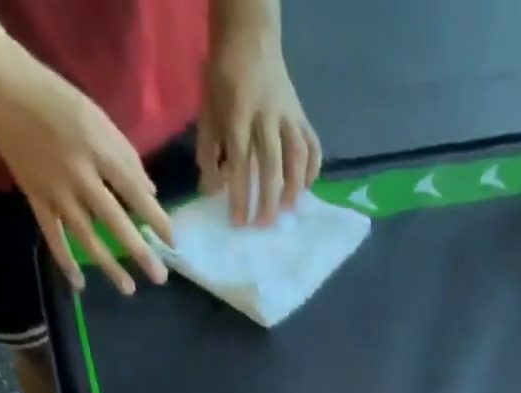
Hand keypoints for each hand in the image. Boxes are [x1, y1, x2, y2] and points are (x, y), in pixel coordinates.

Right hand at [0, 50, 173, 294]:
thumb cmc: (55, 98)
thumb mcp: (96, 116)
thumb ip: (125, 155)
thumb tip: (150, 194)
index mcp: (97, 149)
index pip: (134, 191)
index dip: (156, 219)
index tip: (172, 242)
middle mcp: (78, 173)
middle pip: (114, 220)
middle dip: (138, 251)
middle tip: (159, 278)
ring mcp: (54, 189)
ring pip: (85, 235)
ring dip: (108, 264)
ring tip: (128, 288)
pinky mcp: (34, 195)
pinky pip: (51, 234)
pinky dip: (64, 260)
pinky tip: (78, 283)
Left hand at [197, 30, 320, 225]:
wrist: (249, 38)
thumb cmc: (224, 80)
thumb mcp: (208, 112)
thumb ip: (209, 152)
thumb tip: (213, 191)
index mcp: (238, 114)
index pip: (240, 163)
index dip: (240, 196)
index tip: (239, 223)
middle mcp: (266, 116)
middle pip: (271, 164)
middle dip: (268, 200)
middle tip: (264, 225)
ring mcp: (288, 115)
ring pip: (296, 155)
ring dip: (294, 187)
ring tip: (287, 210)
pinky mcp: (302, 115)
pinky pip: (313, 145)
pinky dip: (312, 169)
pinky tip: (305, 187)